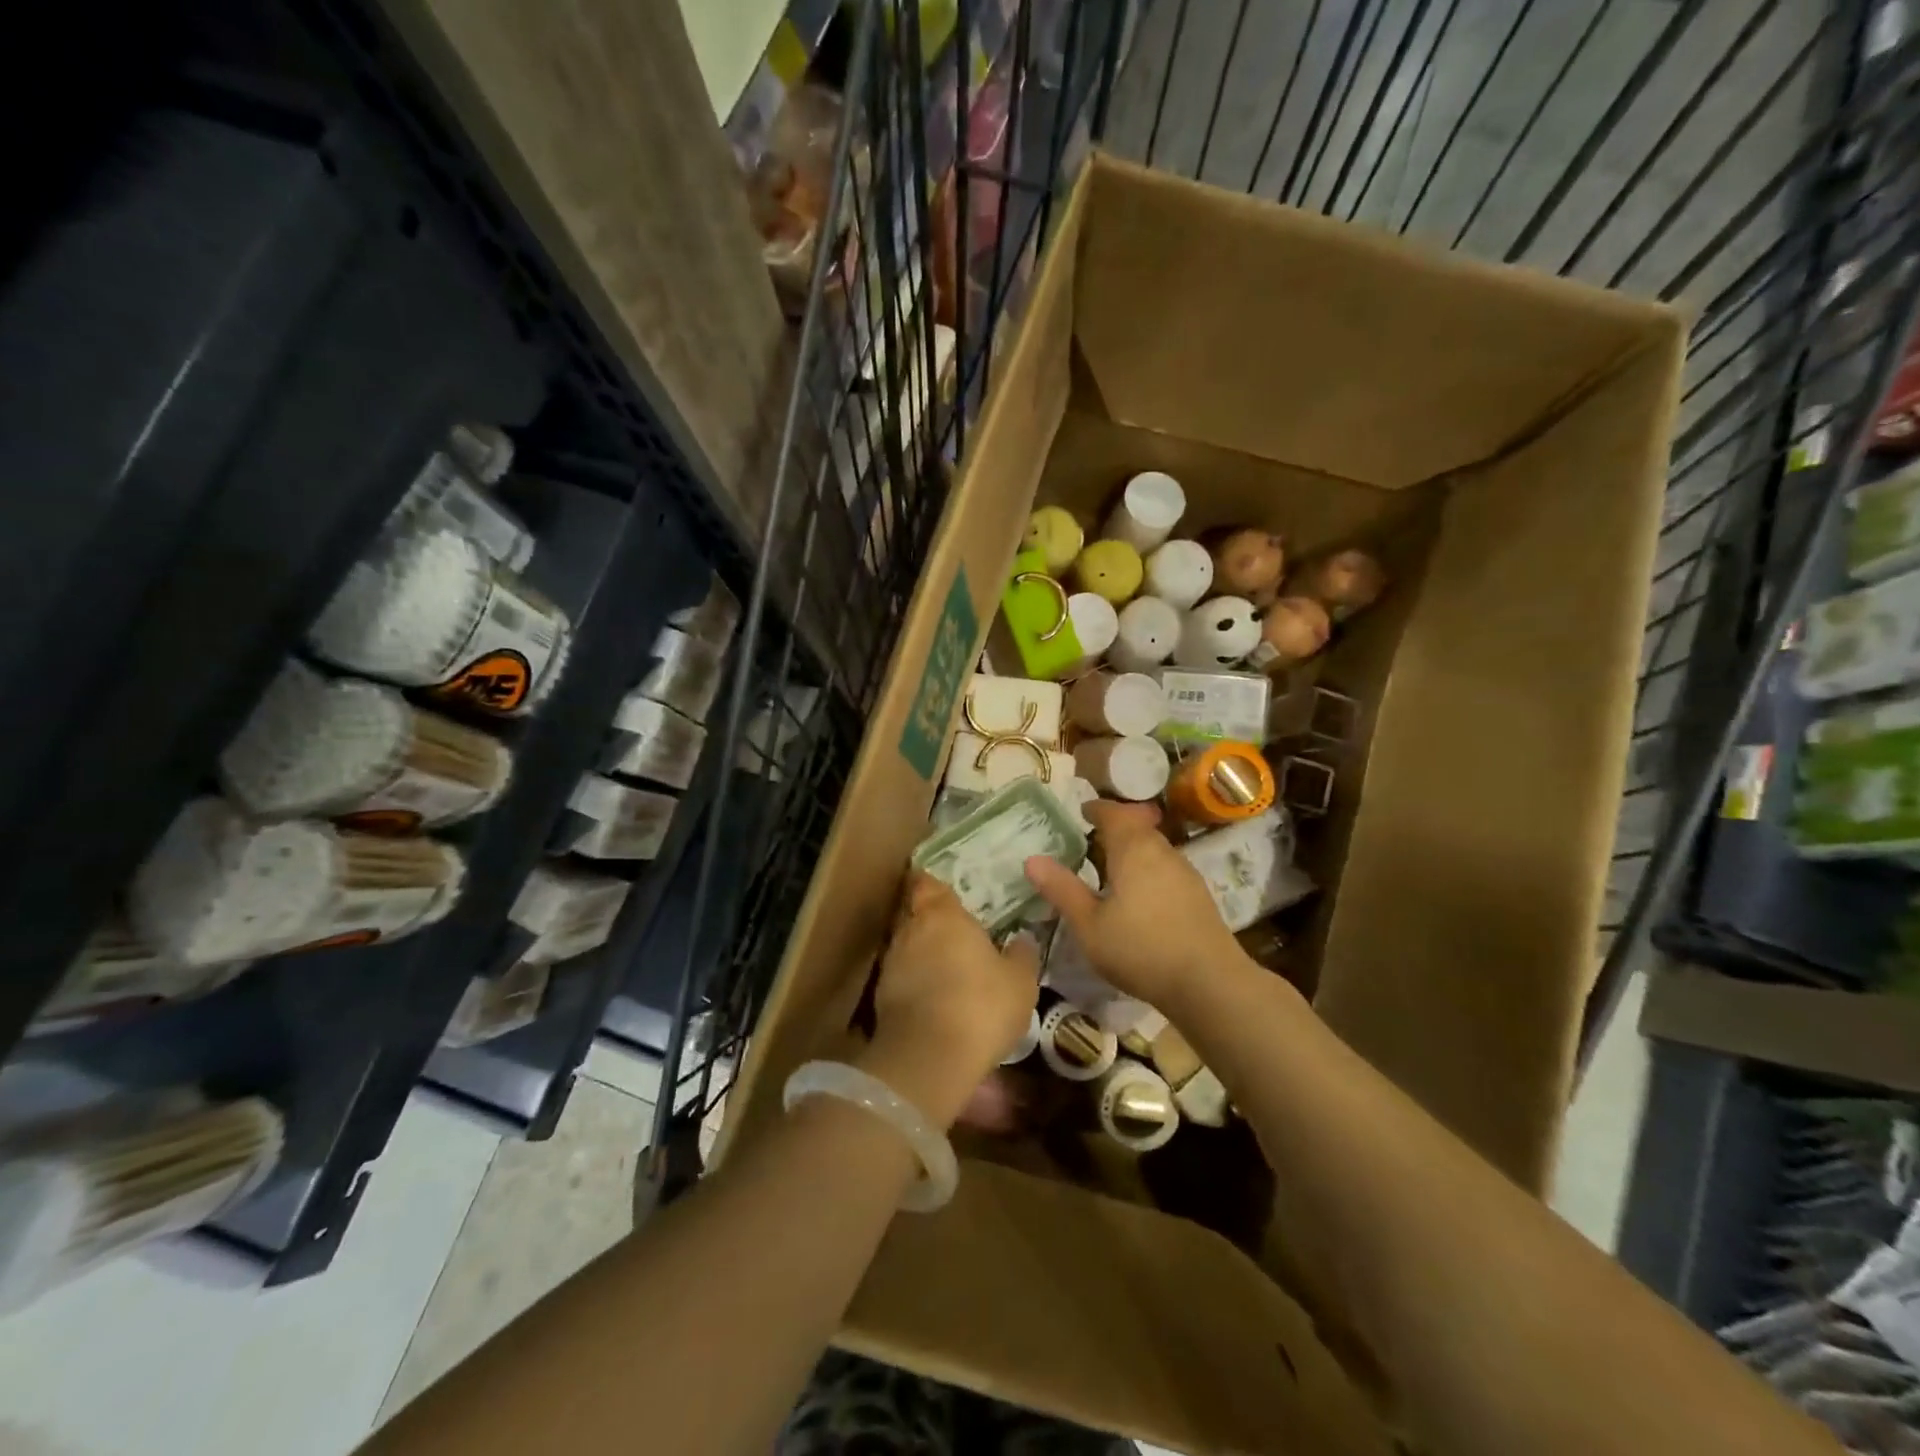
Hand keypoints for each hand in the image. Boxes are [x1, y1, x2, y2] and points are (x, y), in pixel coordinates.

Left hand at [858, 873, 1039, 1127]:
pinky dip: (914, 982)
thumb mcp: (1019, 982)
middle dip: (930, 920)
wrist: (928, 1057)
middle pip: (915, 913)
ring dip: (922, 953)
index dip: (934, 885)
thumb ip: (1021, 955)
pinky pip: (901, 977)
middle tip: (954, 930)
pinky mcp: (880, 996)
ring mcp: (891, 963)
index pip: (928, 883)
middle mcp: (911, 929)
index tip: (946, 891)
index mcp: (943, 915)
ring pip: (906, 946)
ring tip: (945, 967)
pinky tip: (933, 998)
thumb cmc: (981, 1004)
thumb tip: (1022, 939)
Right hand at [1024, 802, 1247, 1014]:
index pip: (1113, 814)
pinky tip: (1138, 895)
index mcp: (1133, 849)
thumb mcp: (1089, 924)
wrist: (1209, 982)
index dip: (1096, 809)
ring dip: (1132, 849)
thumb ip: (1062, 890)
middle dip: (1115, 827)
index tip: (1081, 812)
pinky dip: (1147, 869)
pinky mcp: (1197, 895)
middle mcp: (1162, 851)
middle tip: (1090, 840)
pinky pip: (1165, 868)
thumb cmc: (1140, 949)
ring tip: (1110, 868)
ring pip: (1154, 848)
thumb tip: (1032, 859)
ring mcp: (1185, 872)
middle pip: (1137, 827)